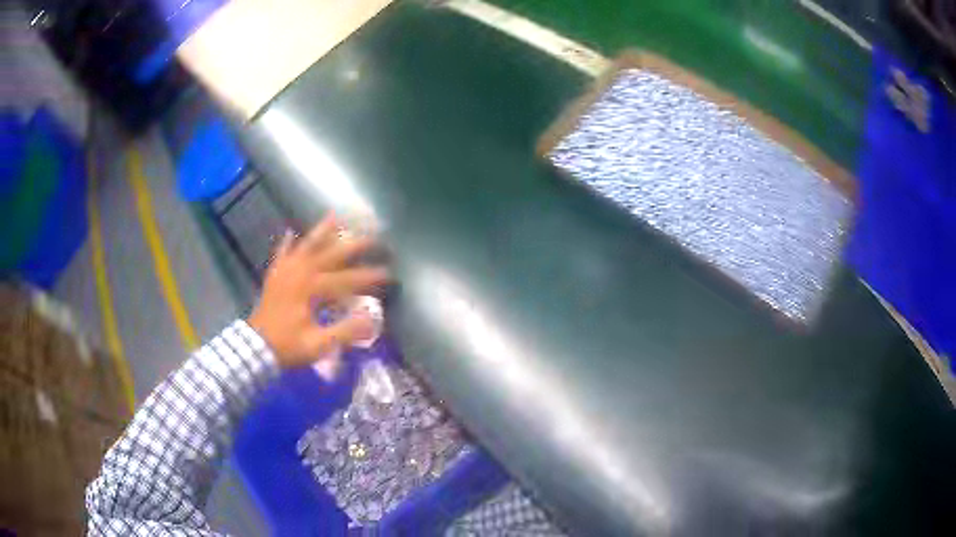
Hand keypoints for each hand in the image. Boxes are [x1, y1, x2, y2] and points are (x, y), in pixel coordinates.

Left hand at [247, 215, 388, 367]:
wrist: (254, 348)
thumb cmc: (288, 347)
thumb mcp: (319, 345)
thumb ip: (345, 331)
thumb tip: (372, 318)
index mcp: (312, 289)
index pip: (347, 279)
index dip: (369, 276)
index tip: (389, 273)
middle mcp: (300, 273)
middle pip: (331, 254)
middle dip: (353, 246)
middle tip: (373, 237)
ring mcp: (285, 271)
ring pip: (306, 246)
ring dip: (321, 232)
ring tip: (334, 216)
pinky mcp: (275, 276)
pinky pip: (281, 254)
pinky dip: (286, 243)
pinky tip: (290, 232)